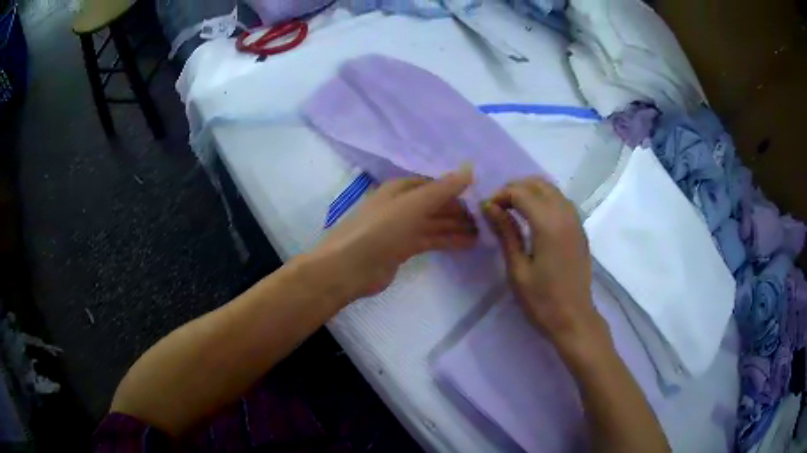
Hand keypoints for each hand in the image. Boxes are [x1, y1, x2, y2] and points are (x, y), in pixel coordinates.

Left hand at [309, 167, 477, 301]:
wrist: (350, 267)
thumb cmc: (380, 229)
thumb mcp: (413, 204)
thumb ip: (443, 188)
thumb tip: (470, 168)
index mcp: (400, 189)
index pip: (433, 185)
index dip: (455, 189)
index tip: (479, 197)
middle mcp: (401, 206)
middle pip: (435, 205)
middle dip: (459, 211)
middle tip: (486, 219)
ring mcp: (401, 229)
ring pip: (434, 224)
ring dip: (457, 227)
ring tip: (483, 234)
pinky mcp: (402, 250)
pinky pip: (430, 240)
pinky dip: (448, 241)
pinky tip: (467, 245)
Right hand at [482, 178, 606, 345]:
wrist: (574, 319)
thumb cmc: (542, 301)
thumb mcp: (518, 269)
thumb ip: (506, 233)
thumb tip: (489, 207)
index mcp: (549, 225)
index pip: (521, 192)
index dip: (500, 195)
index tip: (487, 210)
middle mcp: (565, 215)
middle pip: (538, 184)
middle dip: (515, 188)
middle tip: (498, 207)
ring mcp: (576, 221)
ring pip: (552, 189)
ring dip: (530, 191)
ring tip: (513, 209)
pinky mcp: (580, 229)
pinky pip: (561, 201)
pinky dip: (544, 199)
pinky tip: (533, 217)